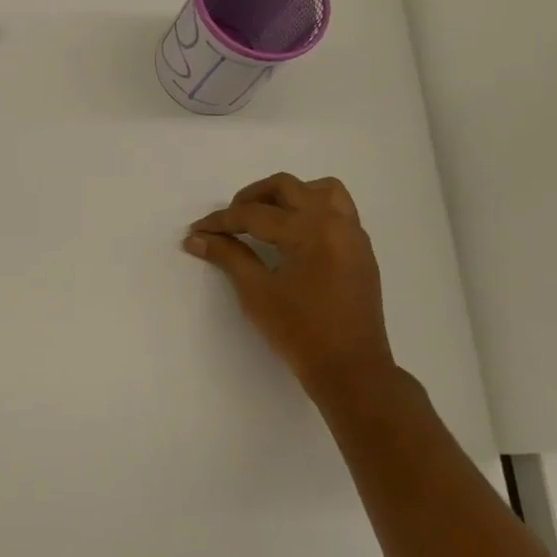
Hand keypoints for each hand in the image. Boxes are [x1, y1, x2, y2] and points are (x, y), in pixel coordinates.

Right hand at [184, 174, 398, 408]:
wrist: (350, 368)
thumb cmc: (300, 332)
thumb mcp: (257, 292)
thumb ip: (228, 256)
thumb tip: (196, 238)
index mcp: (311, 230)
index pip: (255, 214)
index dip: (221, 221)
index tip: (196, 230)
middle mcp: (336, 222)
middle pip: (287, 187)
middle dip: (251, 198)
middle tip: (228, 221)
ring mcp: (353, 234)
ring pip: (320, 190)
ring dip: (287, 196)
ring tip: (264, 218)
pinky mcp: (360, 249)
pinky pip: (337, 209)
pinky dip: (310, 209)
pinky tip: (291, 236)